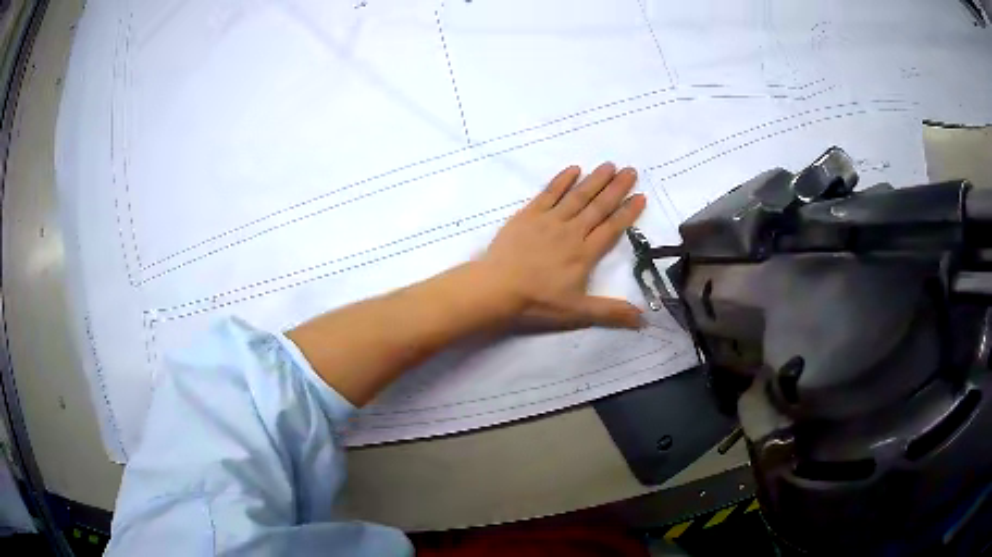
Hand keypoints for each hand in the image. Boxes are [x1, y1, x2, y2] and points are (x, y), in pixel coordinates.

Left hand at [478, 162, 646, 329]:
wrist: (497, 288)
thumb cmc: (538, 302)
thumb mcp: (578, 312)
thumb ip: (612, 313)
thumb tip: (645, 320)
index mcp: (585, 253)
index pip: (612, 228)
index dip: (628, 212)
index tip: (641, 196)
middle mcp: (572, 231)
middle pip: (599, 206)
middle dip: (617, 188)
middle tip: (631, 170)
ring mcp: (549, 220)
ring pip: (578, 195)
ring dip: (595, 179)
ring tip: (610, 165)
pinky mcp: (529, 215)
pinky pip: (549, 192)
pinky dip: (562, 180)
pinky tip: (573, 169)